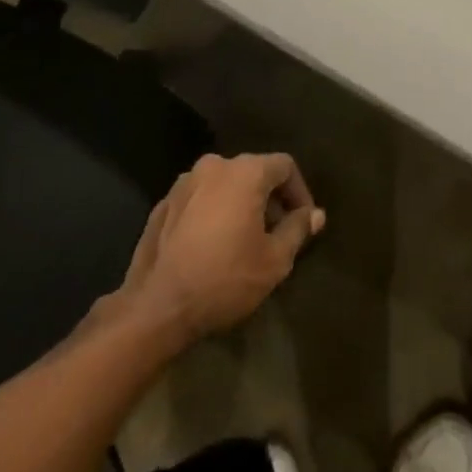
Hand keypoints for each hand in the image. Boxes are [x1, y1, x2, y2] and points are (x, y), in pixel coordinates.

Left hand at [116, 153, 324, 343]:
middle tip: (276, 234)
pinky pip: (200, 199)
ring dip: (240, 205)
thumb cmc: (224, 279)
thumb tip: (315, 214)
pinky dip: (213, 213)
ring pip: (225, 185)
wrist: (156, 306)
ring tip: (244, 241)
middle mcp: (214, 165)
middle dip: (270, 199)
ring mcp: (184, 182)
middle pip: (254, 172)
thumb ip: (297, 229)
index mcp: (245, 172)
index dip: (300, 192)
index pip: (285, 166)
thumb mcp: (274, 260)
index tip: (304, 223)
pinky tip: (212, 246)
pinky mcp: (163, 203)